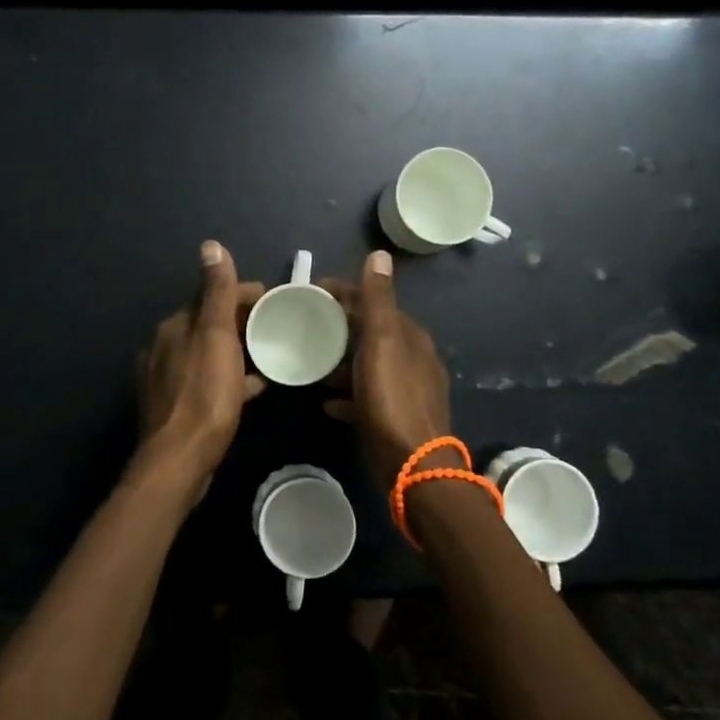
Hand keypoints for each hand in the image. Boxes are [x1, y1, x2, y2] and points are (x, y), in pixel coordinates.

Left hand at [136, 241, 265, 486]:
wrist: (179, 459)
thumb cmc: (204, 394)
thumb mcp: (216, 337)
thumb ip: (216, 292)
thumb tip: (210, 245)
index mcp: (175, 326)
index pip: (211, 295)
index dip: (244, 294)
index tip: (276, 300)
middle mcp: (165, 346)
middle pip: (210, 324)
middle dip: (241, 321)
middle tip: (277, 328)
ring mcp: (168, 378)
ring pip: (210, 353)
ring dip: (237, 350)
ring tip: (270, 355)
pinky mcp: (176, 406)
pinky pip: (208, 380)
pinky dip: (231, 377)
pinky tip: (253, 388)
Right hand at [319, 251, 451, 491]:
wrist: (413, 465)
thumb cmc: (393, 398)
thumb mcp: (381, 343)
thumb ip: (378, 300)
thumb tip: (379, 254)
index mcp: (410, 336)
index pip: (375, 302)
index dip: (344, 294)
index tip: (311, 293)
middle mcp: (414, 359)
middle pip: (371, 334)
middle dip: (340, 328)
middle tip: (305, 329)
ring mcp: (408, 390)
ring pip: (369, 366)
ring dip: (342, 363)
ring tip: (312, 366)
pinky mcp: (398, 418)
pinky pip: (368, 397)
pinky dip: (348, 395)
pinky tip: (327, 403)